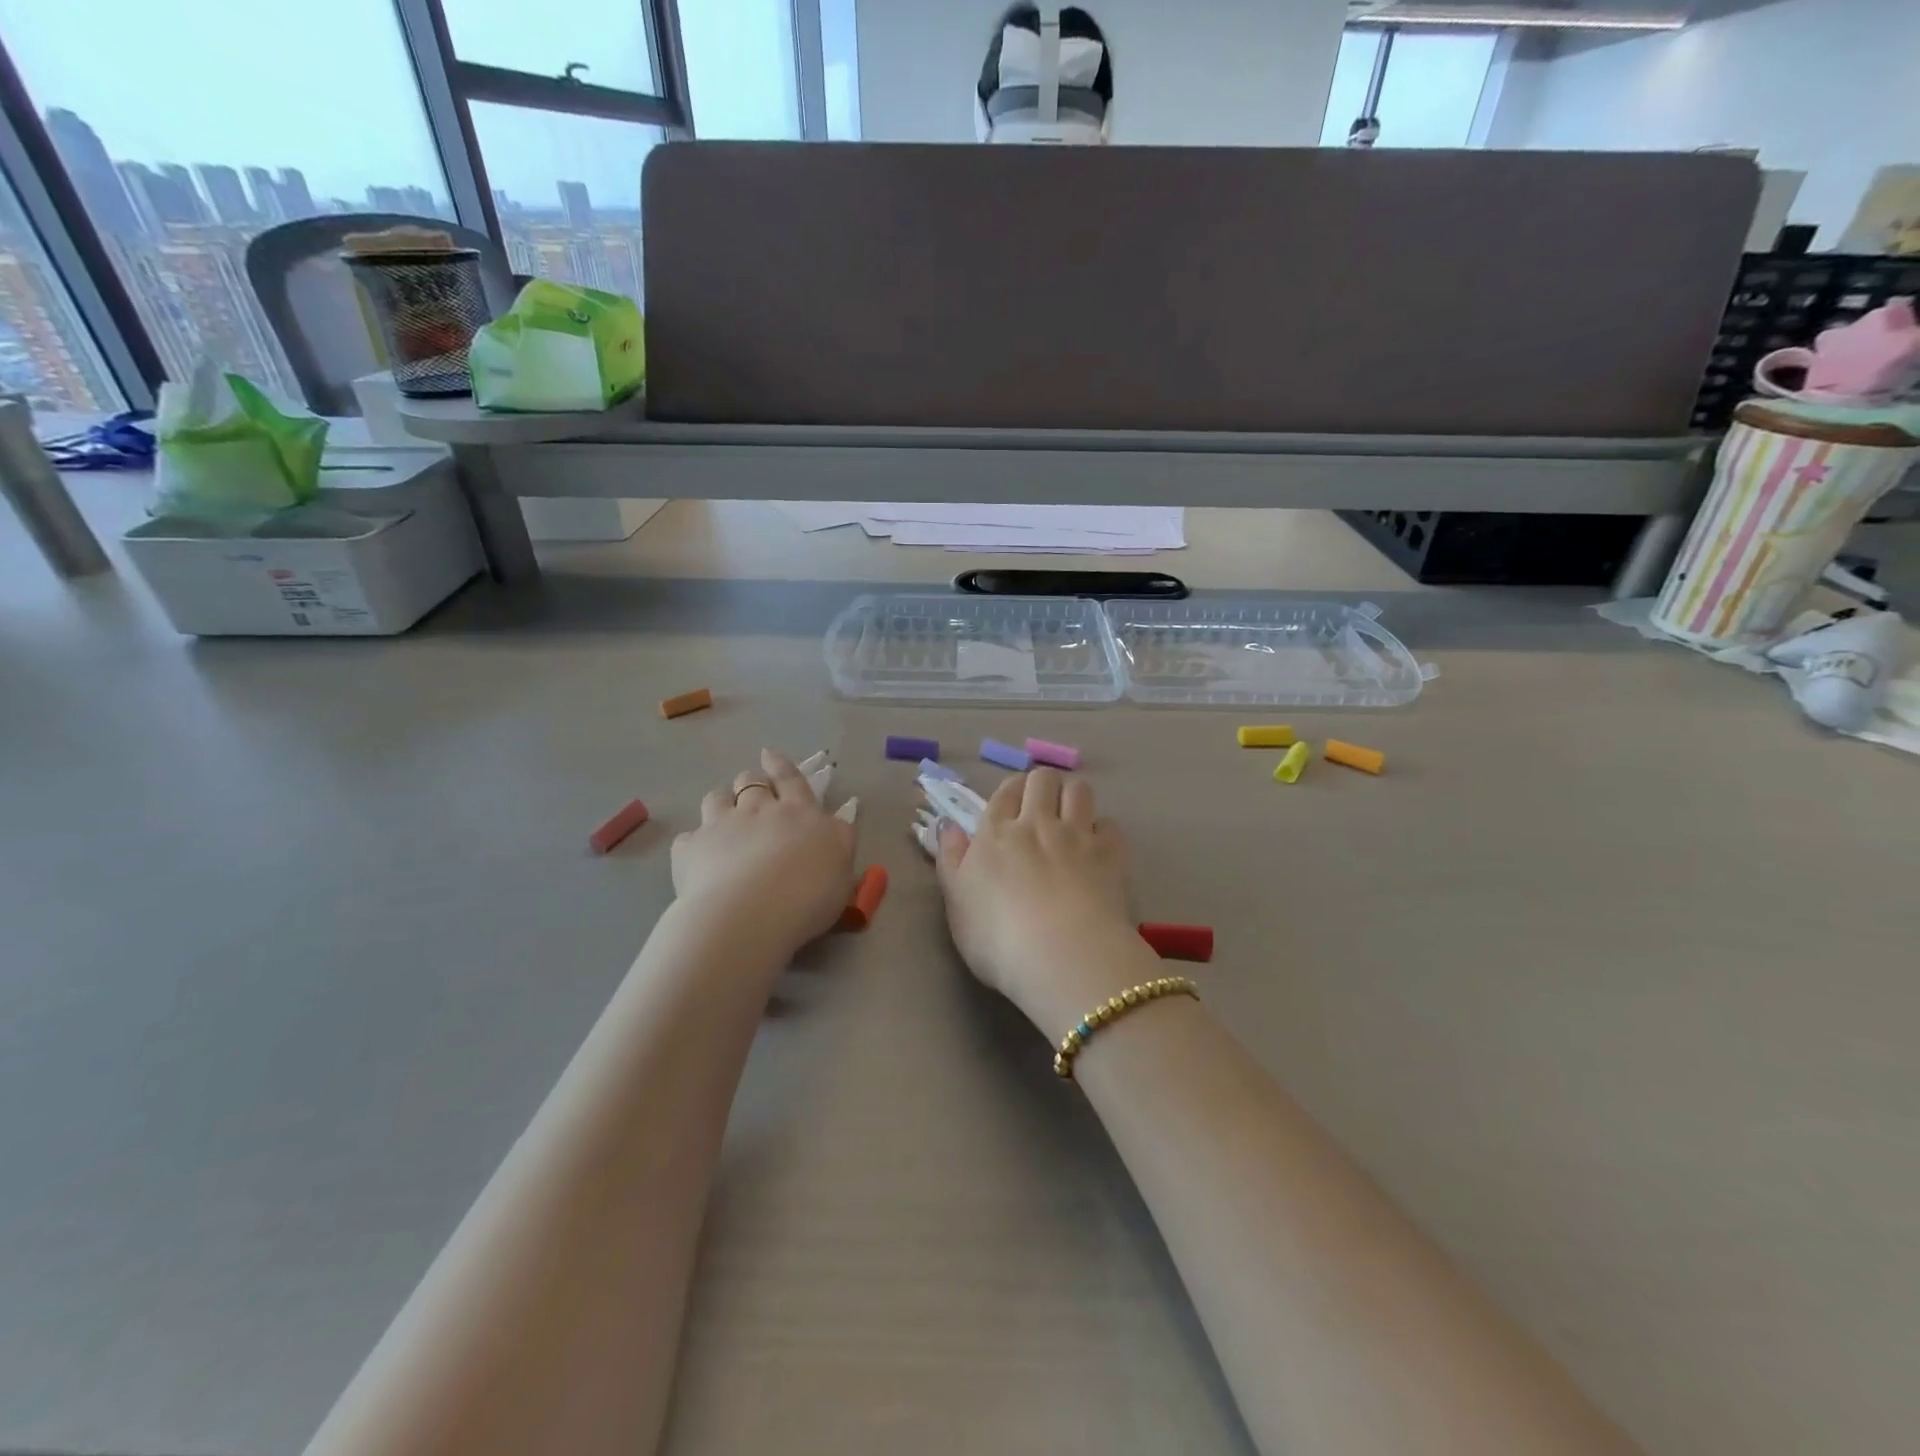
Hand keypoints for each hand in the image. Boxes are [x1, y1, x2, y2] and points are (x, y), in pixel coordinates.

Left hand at [671, 749, 856, 950]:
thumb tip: (837, 822)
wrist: (751, 914)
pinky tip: (698, 860)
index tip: (770, 755)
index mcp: (800, 813)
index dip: (781, 765)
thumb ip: (838, 842)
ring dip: (721, 804)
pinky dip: (695, 845)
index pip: (791, 778)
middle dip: (750, 782)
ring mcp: (721, 825)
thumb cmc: (809, 896)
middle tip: (751, 796)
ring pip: (715, 799)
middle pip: (750, 781)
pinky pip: (689, 839)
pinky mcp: (691, 848)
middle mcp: (759, 810)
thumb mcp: (842, 869)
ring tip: (722, 821)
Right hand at [935, 769, 1156, 1034]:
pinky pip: (1110, 824)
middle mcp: (1038, 823)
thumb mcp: (956, 904)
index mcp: (996, 833)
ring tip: (1070, 819)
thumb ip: (950, 859)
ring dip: (1073, 797)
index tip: (1011, 807)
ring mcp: (1078, 835)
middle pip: (1043, 779)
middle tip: (1041, 809)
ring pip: (1078, 790)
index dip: (1010, 792)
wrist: (1062, 957)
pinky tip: (1098, 847)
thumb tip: (949, 825)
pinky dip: (1103, 830)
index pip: (1005, 791)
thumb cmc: (997, 939)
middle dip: (1042, 785)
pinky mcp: (1111, 854)